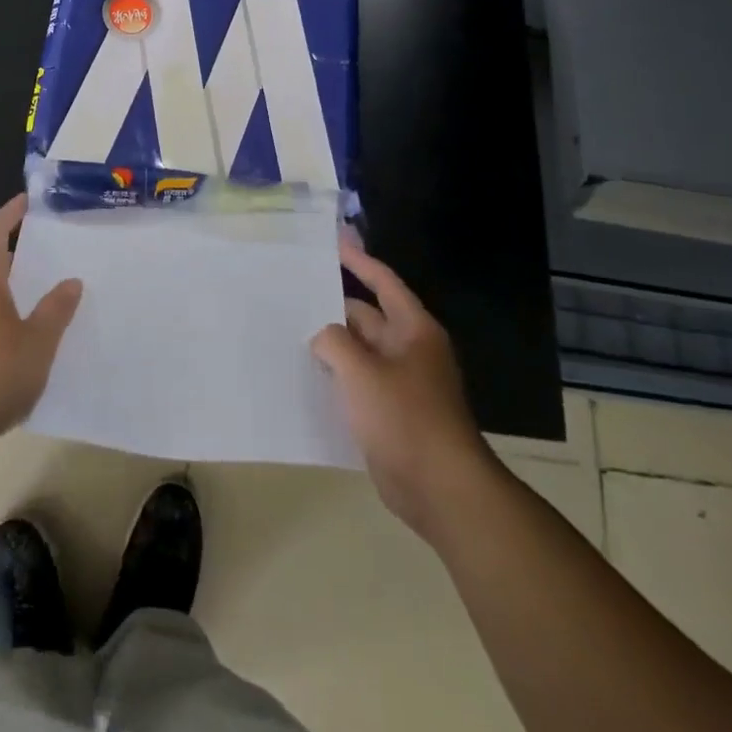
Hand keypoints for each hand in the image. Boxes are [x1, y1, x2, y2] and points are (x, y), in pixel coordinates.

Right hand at [311, 233, 495, 542]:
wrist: (441, 490)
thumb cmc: (405, 418)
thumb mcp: (362, 371)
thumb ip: (334, 341)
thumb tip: (322, 335)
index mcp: (414, 330)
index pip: (384, 282)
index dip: (358, 260)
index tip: (333, 241)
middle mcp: (410, 350)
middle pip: (367, 317)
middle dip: (334, 307)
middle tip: (294, 294)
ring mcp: (401, 383)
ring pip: (359, 351)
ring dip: (331, 344)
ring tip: (290, 330)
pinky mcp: (391, 413)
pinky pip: (358, 382)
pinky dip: (336, 375)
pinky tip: (306, 375)